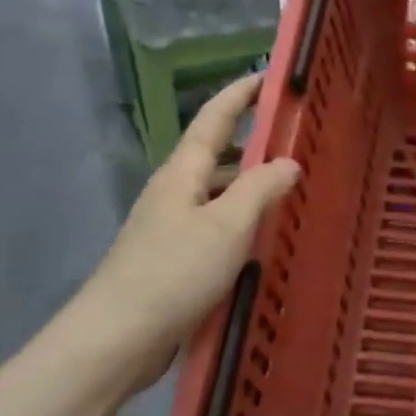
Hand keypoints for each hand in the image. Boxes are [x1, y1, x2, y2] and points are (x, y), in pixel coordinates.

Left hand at [65, 74, 298, 392]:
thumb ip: (260, 189)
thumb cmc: (173, 272)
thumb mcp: (227, 226)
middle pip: (217, 154)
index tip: (270, 75)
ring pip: (219, 193)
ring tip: (293, 187)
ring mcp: (172, 227)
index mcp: (182, 173)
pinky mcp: (175, 260)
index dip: (242, 94)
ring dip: (251, 184)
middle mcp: (174, 192)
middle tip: (298, 138)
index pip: (215, 119)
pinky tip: (265, 237)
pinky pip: (217, 226)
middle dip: (253, 141)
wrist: (117, 339)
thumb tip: (289, 162)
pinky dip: (243, 220)